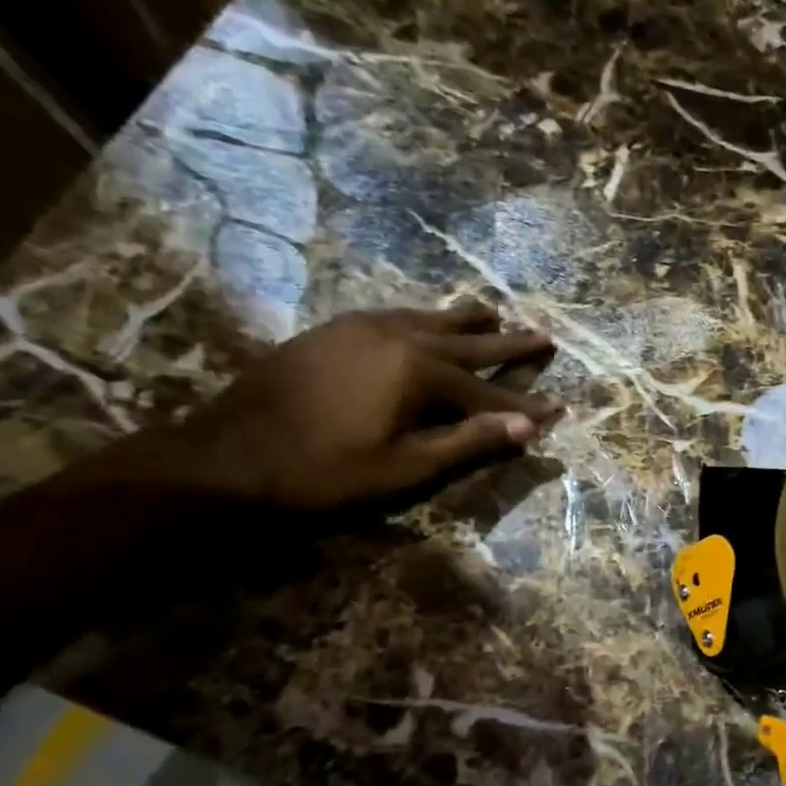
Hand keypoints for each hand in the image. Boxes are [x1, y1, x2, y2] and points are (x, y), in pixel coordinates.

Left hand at [126, 303, 562, 509]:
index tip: (559, 405)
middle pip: (465, 342)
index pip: (486, 390)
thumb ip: (469, 442)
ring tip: (493, 312)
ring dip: (465, 321)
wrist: (226, 458)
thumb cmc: (324, 473)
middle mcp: (395, 336)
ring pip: (428, 319)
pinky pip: (394, 316)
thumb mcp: (406, 467)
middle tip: (544, 336)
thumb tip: (527, 428)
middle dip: (508, 345)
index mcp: (417, 371)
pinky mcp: (332, 331)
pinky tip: (424, 321)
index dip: (524, 403)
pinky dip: (423, 319)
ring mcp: (359, 328)